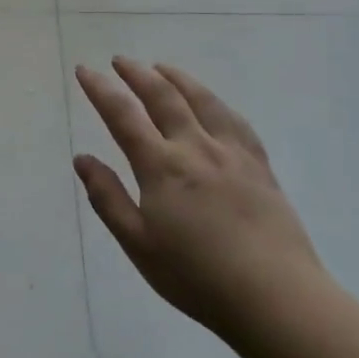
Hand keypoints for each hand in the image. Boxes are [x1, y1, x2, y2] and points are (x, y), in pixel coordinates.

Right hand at [74, 58, 331, 345]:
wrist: (276, 297)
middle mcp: (195, 148)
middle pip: (163, 97)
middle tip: (120, 60)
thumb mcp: (138, 244)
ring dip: (177, 78)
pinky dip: (216, 102)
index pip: (123, 115)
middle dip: (137, 74)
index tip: (85, 70)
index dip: (101, 89)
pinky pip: (235, 121)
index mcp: (161, 167)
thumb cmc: (196, 276)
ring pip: (202, 100)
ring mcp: (232, 154)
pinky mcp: (260, 166)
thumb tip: (82, 158)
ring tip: (161, 67)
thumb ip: (108, 197)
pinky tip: (212, 103)